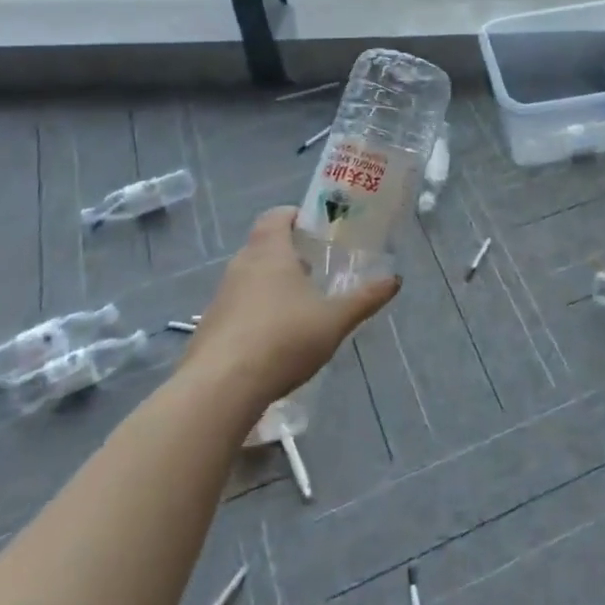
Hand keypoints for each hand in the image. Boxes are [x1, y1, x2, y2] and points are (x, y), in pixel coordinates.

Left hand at [189, 206, 399, 409]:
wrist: (221, 388)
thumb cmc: (283, 339)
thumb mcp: (335, 319)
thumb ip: (365, 298)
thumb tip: (395, 279)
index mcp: (270, 252)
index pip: (276, 216)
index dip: (295, 217)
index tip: (316, 230)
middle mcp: (240, 266)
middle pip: (263, 246)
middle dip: (288, 254)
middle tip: (316, 270)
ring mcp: (220, 297)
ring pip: (249, 278)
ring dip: (271, 285)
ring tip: (299, 308)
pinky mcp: (208, 328)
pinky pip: (236, 308)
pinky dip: (255, 314)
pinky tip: (274, 341)